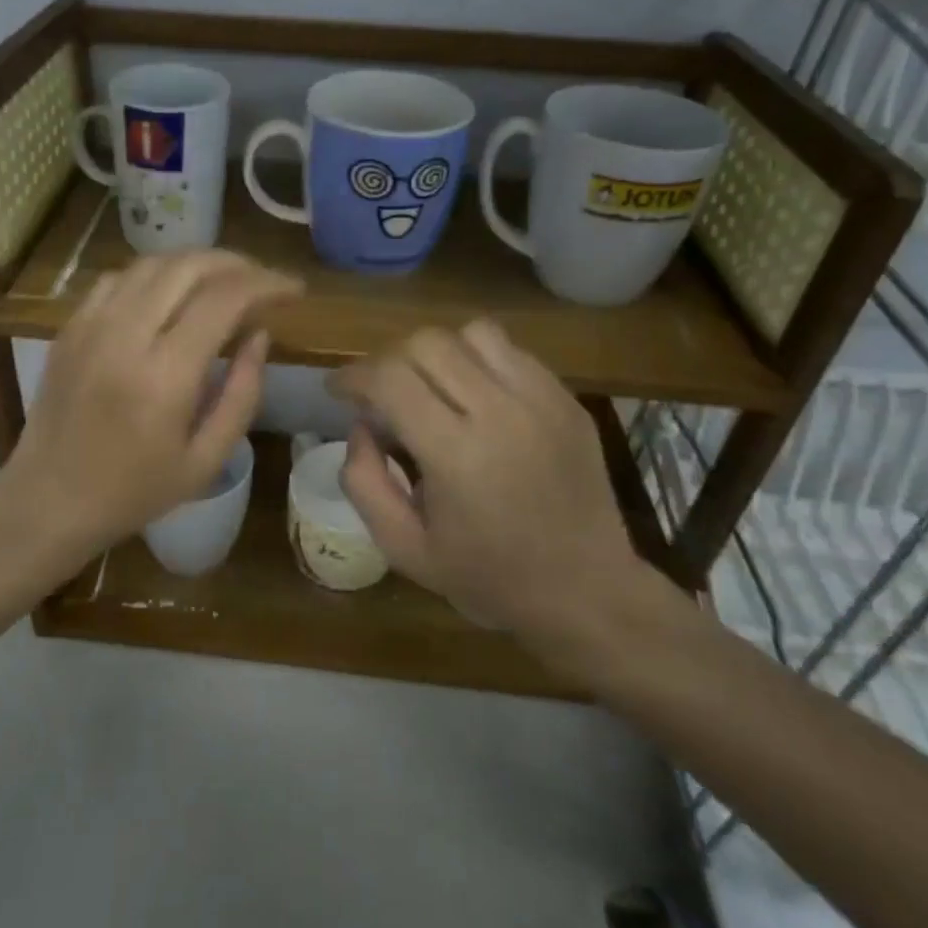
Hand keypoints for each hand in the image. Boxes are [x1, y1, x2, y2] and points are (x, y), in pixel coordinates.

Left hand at [0, 250, 301, 569]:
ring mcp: (91, 325)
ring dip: (197, 263)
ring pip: (152, 264)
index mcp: (164, 376)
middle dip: (236, 263)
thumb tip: (260, 336)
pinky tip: (172, 293)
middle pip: (188, 267)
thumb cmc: (134, 491)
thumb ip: (243, 394)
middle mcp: (125, 336)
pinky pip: (119, 278)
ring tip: (225, 281)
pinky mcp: (70, 326)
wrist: (48, 500)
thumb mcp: (206, 460)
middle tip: (263, 280)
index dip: (266, 284)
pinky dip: (155, 274)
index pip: (224, 299)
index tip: (293, 289)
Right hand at [329, 319, 674, 673]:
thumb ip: (365, 483)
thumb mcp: (404, 549)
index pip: (390, 379)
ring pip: (472, 333)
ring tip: (431, 387)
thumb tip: (360, 426)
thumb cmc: (489, 578)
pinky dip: (479, 360)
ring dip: (437, 353)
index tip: (339, 390)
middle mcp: (501, 413)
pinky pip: (511, 351)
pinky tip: (475, 396)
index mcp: (457, 455)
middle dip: (389, 360)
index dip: (353, 375)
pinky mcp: (567, 399)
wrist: (587, 593)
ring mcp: (542, 400)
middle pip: (427, 343)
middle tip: (381, 392)